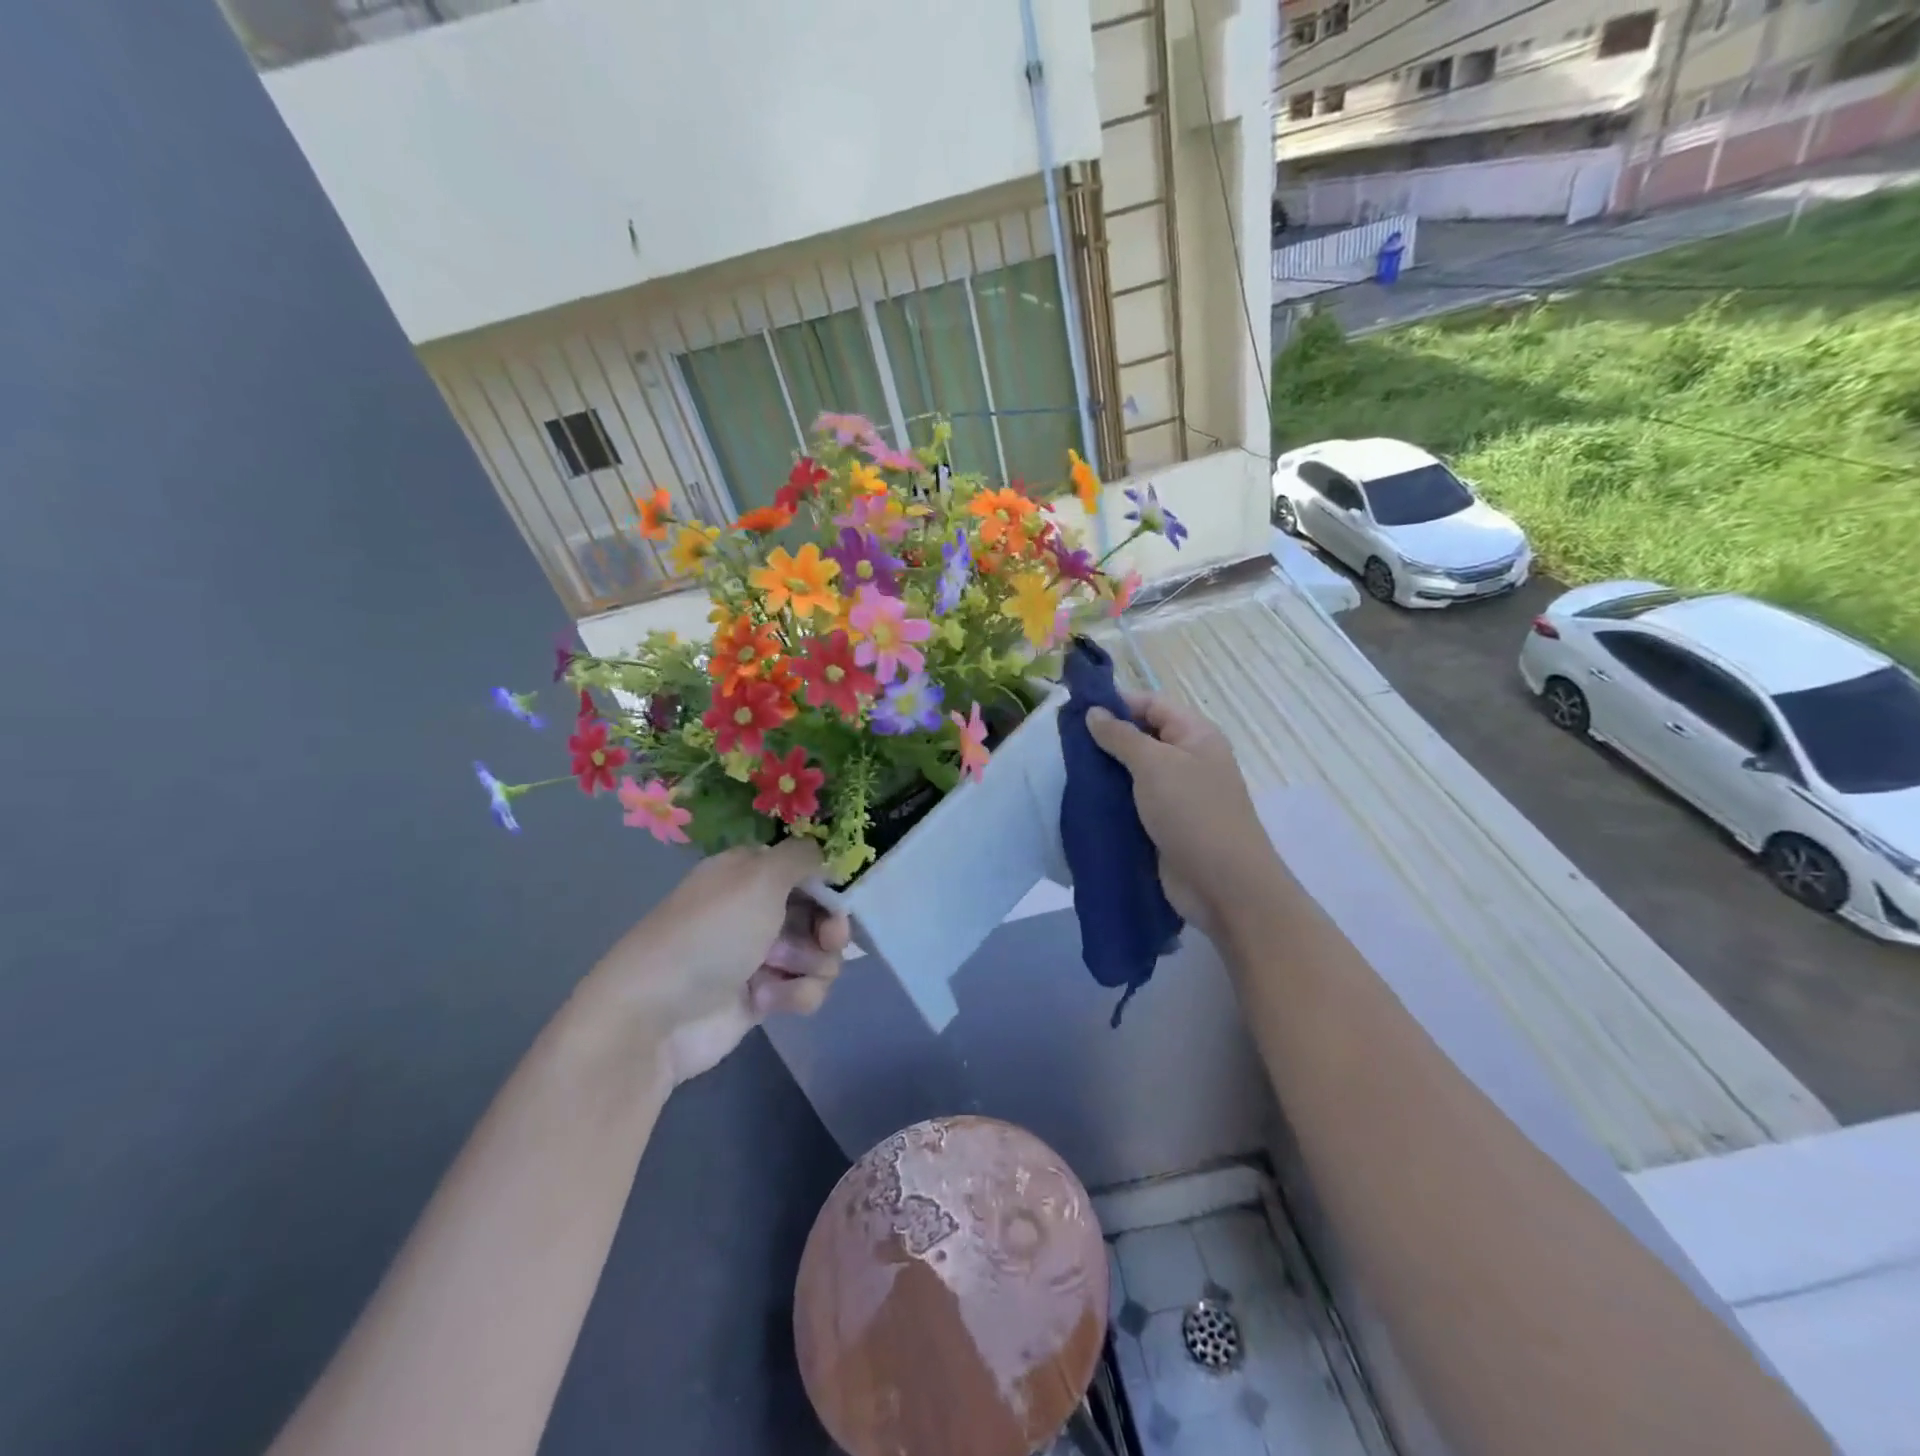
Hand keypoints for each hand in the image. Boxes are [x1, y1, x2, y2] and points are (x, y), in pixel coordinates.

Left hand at [585, 839, 849, 1086]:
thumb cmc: (712, 934)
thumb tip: (824, 850)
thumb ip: (802, 857)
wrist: (657, 1015)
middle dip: (830, 927)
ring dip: (809, 964)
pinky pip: (805, 989)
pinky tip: (766, 1001)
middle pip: (820, 912)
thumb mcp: (759, 877)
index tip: (841, 898)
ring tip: (778, 972)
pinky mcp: (763, 996)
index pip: (805, 867)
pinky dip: (794, 994)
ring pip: (819, 954)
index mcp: (750, 872)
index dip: (829, 883)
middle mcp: (757, 908)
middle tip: (828, 940)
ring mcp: (760, 955)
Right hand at [1085, 690, 1277, 938]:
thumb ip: (1121, 736)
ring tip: (1066, 771)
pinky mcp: (1163, 826)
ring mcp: (1176, 796)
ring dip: (1104, 772)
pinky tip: (1081, 801)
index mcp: (1195, 736)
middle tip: (1064, 743)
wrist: (1223, 885)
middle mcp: (1188, 761)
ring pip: (1133, 774)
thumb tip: (1094, 712)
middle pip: (1142, 738)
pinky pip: (1132, 804)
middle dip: (1105, 739)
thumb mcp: (1154, 765)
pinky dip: (1110, 801)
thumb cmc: (1193, 813)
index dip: (1117, 702)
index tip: (1076, 710)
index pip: (1152, 705)